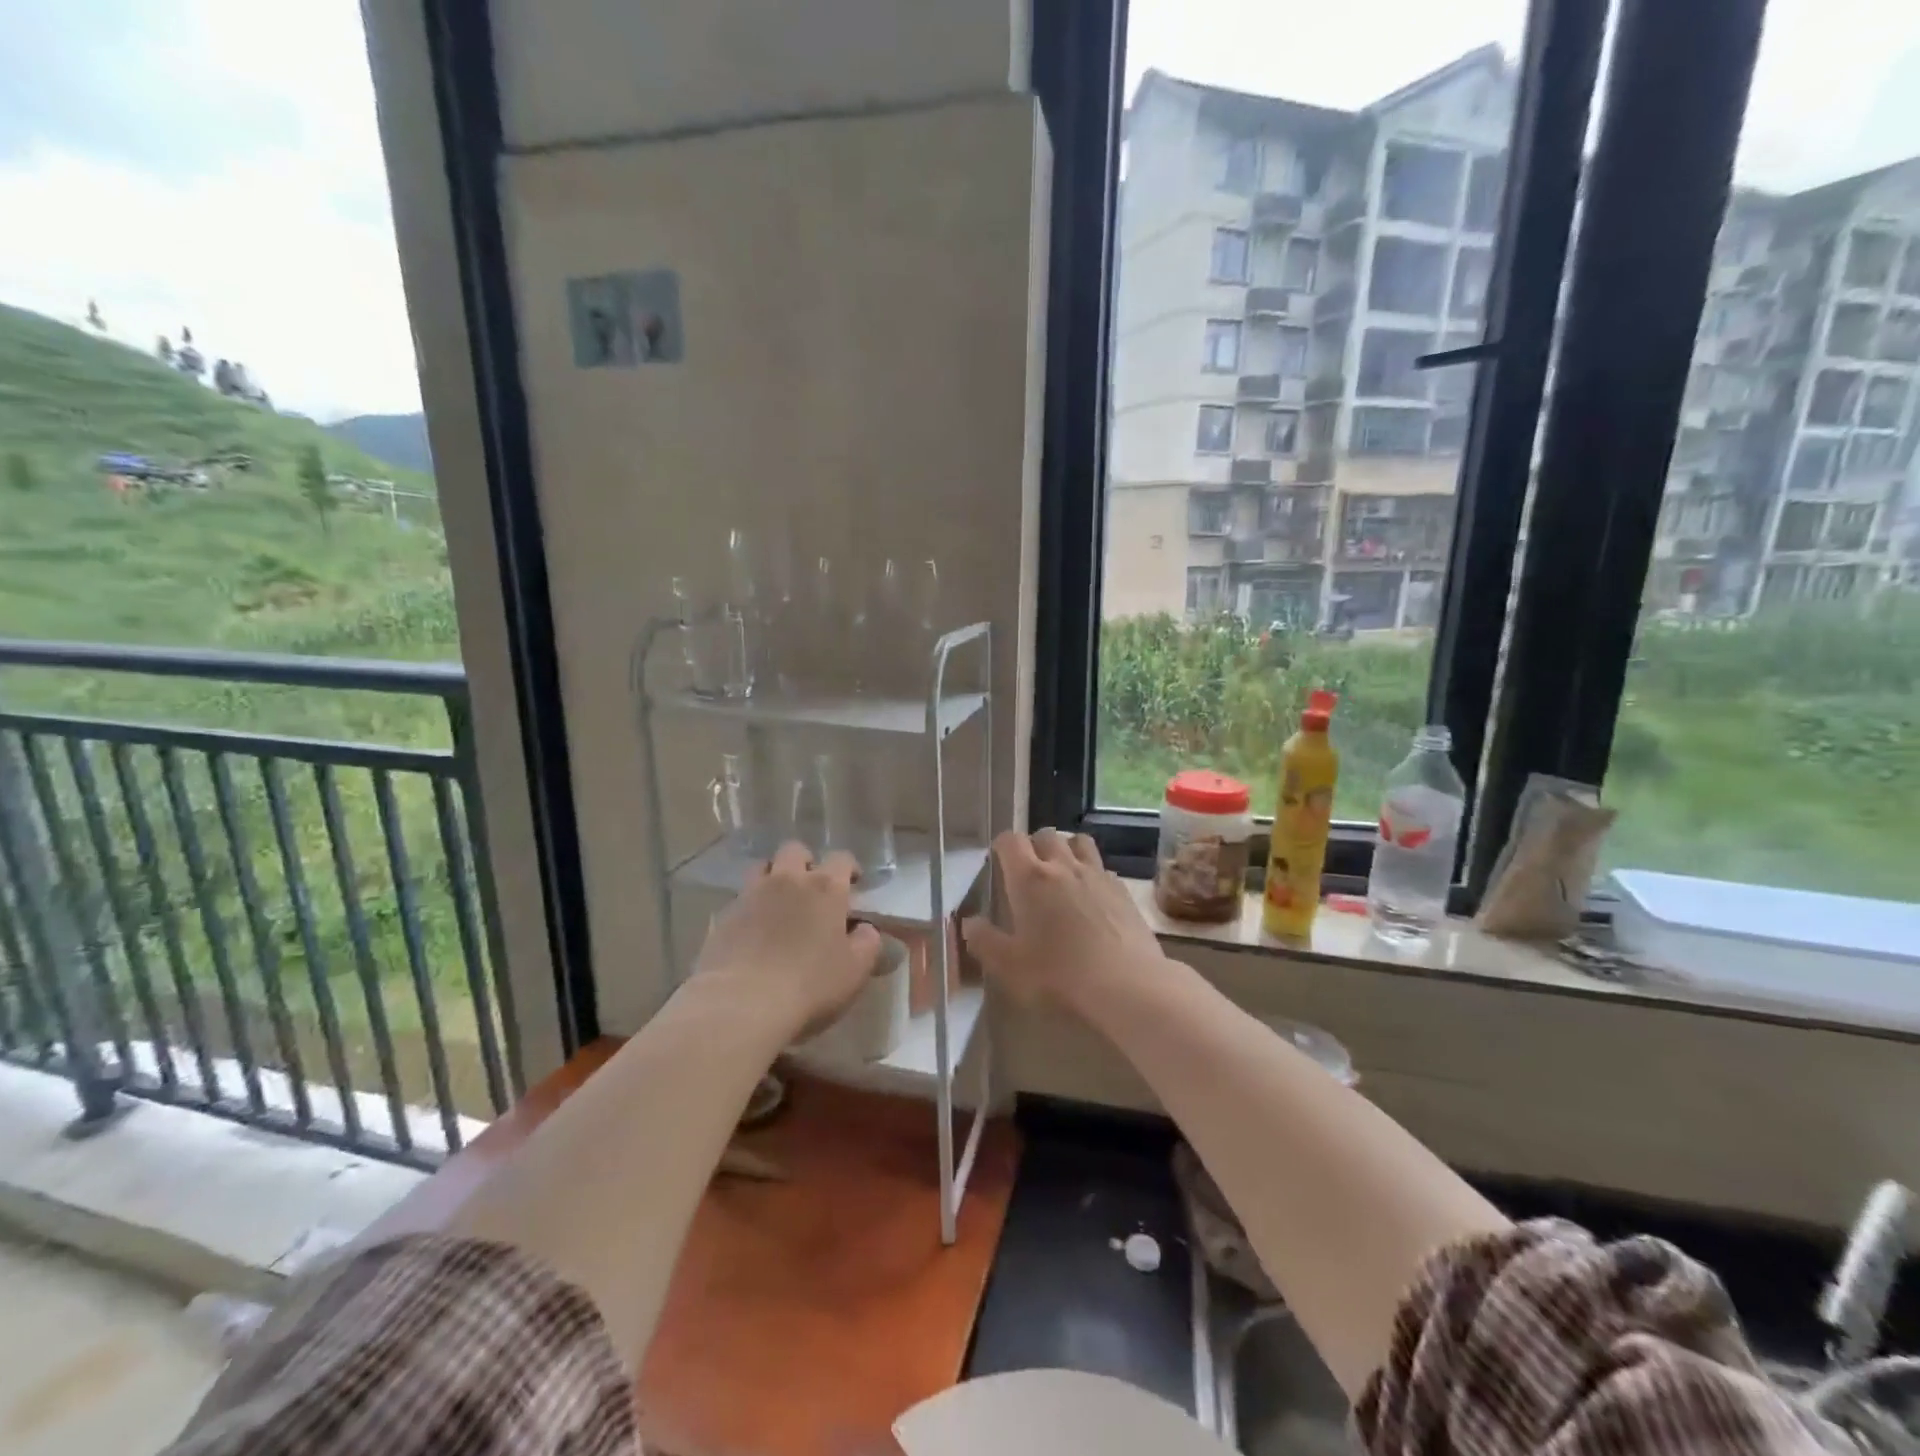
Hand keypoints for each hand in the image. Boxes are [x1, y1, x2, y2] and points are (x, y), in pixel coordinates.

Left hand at [692, 842, 883, 1037]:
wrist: (741, 1003)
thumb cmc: (810, 985)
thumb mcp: (855, 970)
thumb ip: (867, 943)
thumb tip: (865, 929)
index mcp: (825, 887)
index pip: (841, 858)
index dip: (849, 868)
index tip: (853, 885)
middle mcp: (788, 880)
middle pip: (795, 850)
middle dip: (805, 862)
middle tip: (811, 888)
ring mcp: (751, 894)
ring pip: (762, 867)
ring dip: (773, 876)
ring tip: (779, 903)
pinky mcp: (723, 915)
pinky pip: (740, 898)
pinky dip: (750, 906)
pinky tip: (754, 931)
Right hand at [962, 829, 1166, 1013]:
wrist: (1126, 986)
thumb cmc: (1059, 976)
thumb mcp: (1009, 966)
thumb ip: (984, 941)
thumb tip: (969, 922)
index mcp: (1029, 878)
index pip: (1010, 840)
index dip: (1001, 847)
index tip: (998, 863)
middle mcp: (1062, 865)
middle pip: (1045, 834)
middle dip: (1033, 846)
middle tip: (1028, 873)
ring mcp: (1096, 874)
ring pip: (1078, 842)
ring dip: (1065, 849)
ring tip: (1061, 874)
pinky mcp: (1122, 889)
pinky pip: (1102, 866)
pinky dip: (1091, 872)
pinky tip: (1091, 897)